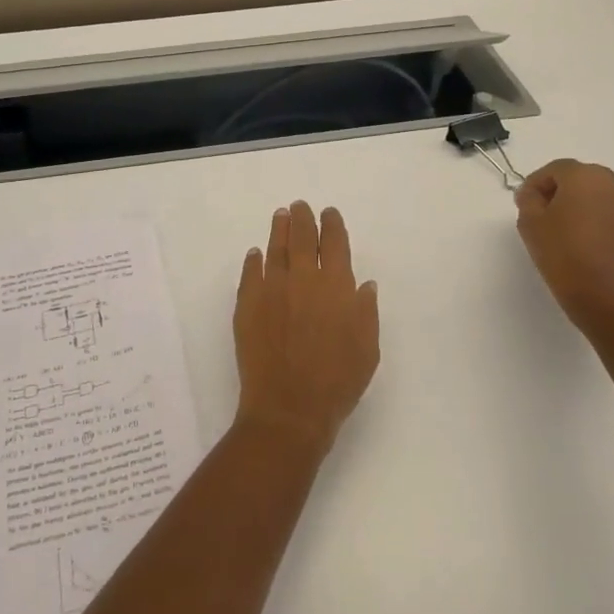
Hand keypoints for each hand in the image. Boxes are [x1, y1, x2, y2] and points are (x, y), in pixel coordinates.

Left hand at [233, 201, 379, 456]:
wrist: (288, 407)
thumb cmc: (337, 382)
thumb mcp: (367, 349)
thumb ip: (366, 311)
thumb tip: (364, 284)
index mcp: (336, 286)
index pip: (334, 243)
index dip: (332, 225)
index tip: (329, 214)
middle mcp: (302, 279)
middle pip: (301, 238)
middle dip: (302, 218)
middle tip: (299, 207)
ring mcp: (271, 289)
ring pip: (274, 248)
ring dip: (278, 229)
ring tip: (280, 216)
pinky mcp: (247, 304)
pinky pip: (250, 273)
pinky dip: (254, 260)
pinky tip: (256, 254)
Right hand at [515, 159, 613, 324]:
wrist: (605, 296)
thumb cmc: (562, 252)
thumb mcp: (530, 222)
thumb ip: (527, 199)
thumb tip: (532, 193)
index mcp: (585, 176)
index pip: (554, 169)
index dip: (534, 184)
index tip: (522, 204)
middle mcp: (612, 184)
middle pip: (577, 179)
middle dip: (557, 192)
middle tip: (539, 215)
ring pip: (594, 196)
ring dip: (575, 206)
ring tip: (558, 231)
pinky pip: (606, 214)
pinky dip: (591, 220)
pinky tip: (578, 243)